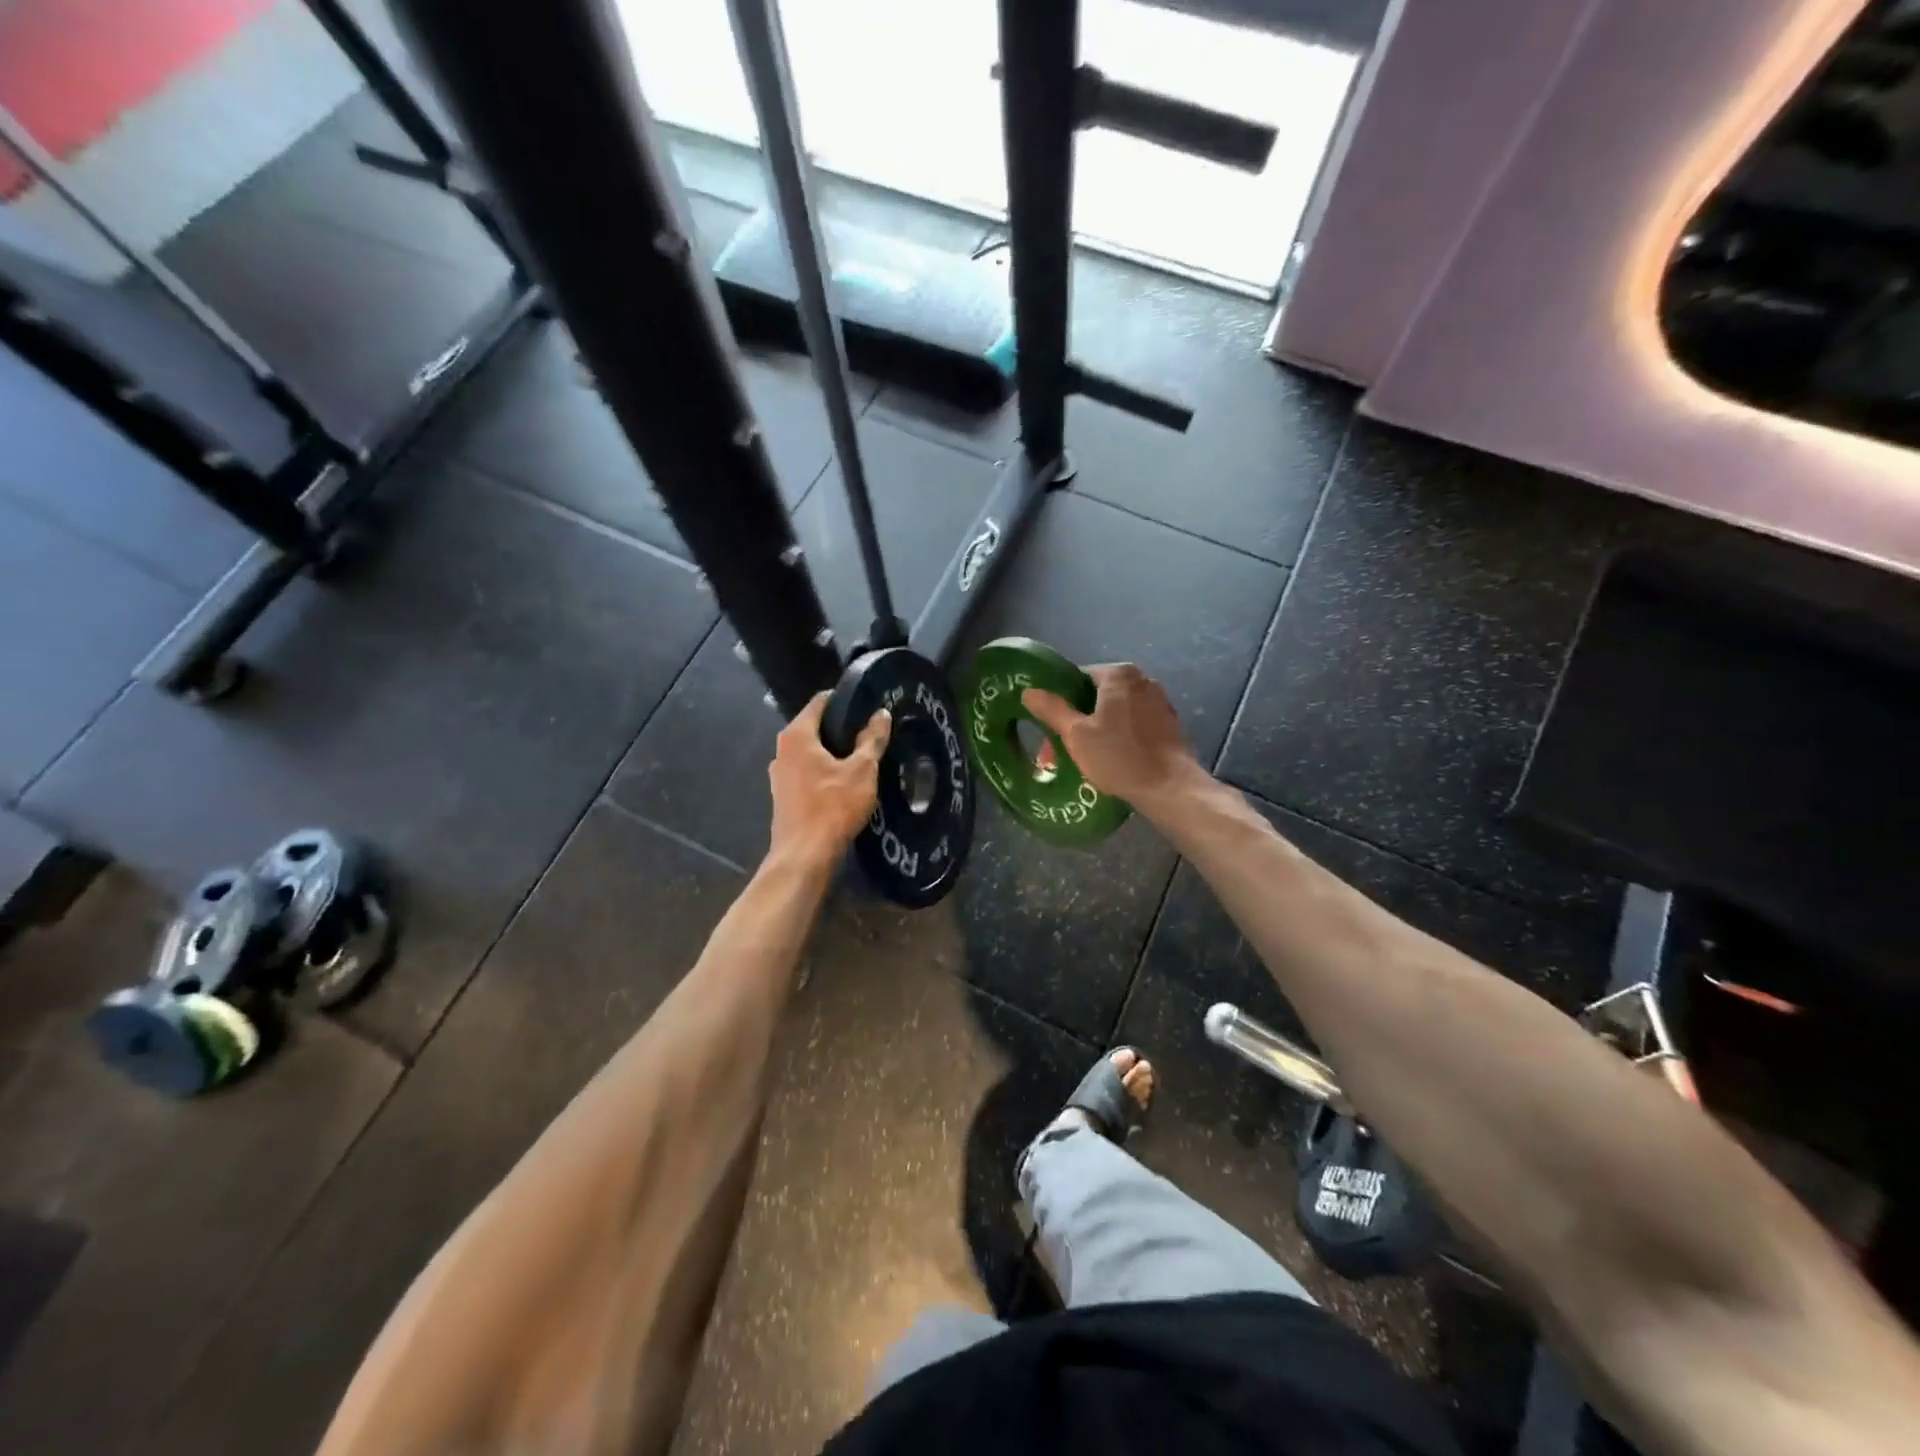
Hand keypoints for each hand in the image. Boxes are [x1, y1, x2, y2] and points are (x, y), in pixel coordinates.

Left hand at [768, 693, 890, 867]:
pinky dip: (824, 772)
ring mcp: (779, 775)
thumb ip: (872, 739)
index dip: (845, 700)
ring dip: (833, 753)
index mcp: (796, 735)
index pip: (820, 702)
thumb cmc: (833, 806)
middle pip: (814, 728)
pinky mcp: (782, 796)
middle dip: (841, 729)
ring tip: (861, 758)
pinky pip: (806, 773)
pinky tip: (844, 782)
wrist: (804, 855)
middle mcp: (781, 750)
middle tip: (870, 733)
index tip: (868, 705)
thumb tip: (881, 714)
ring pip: (810, 753)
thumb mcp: (862, 770)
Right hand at [1023, 664, 1205, 812]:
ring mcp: (1159, 701)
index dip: (1060, 702)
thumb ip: (1052, 709)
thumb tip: (1029, 691)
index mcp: (1119, 674)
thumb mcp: (1076, 734)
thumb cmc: (1119, 756)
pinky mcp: (1168, 723)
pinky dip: (1119, 736)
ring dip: (1097, 730)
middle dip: (1077, 720)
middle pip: (1097, 695)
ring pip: (1116, 711)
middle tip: (1061, 748)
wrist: (1169, 787)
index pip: (1078, 678)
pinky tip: (1111, 758)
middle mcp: (1142, 680)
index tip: (1051, 727)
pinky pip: (1134, 724)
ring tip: (1083, 758)